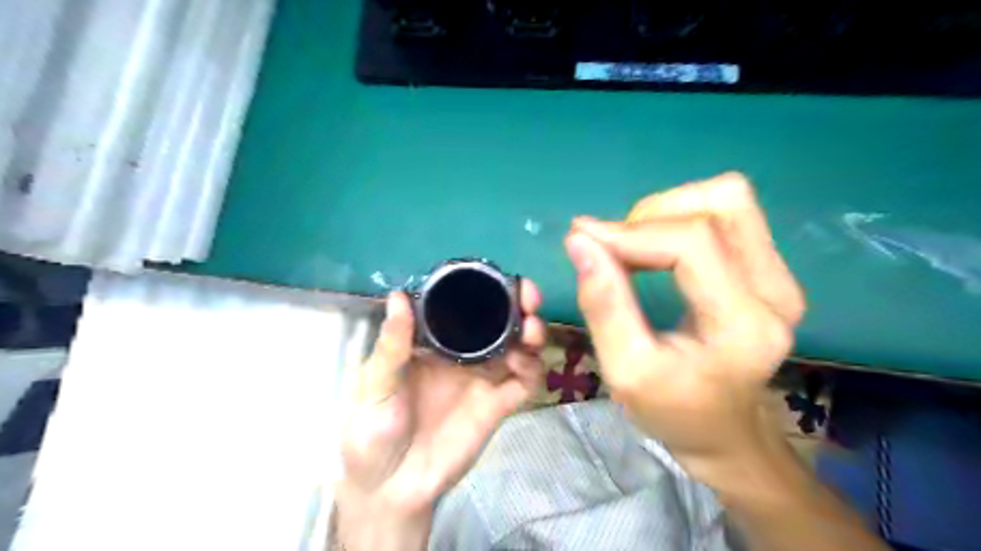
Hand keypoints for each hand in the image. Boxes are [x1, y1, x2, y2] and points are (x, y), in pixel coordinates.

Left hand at [335, 285, 543, 547]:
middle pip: (500, 322)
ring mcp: (483, 379)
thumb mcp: (375, 384)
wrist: (390, 488)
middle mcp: (463, 355)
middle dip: (519, 305)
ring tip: (531, 328)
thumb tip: (398, 295)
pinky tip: (524, 364)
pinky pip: (524, 384)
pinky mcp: (497, 406)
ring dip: (532, 333)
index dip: (484, 290)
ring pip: (519, 348)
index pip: (465, 307)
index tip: (498, 279)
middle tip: (529, 297)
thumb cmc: (372, 431)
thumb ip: (393, 344)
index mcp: (434, 343)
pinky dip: (533, 369)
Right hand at [568, 173, 803, 485]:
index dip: (631, 233)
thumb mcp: (624, 369)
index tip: (583, 237)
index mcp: (743, 325)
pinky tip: (657, 248)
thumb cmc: (671, 408)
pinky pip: (729, 214)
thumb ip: (603, 303)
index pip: (692, 244)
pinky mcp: (772, 269)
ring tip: (634, 246)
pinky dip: (681, 218)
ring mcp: (781, 276)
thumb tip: (578, 240)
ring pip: (727, 199)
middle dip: (651, 217)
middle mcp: (776, 290)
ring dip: (668, 211)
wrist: (722, 428)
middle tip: (612, 249)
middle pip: (719, 206)